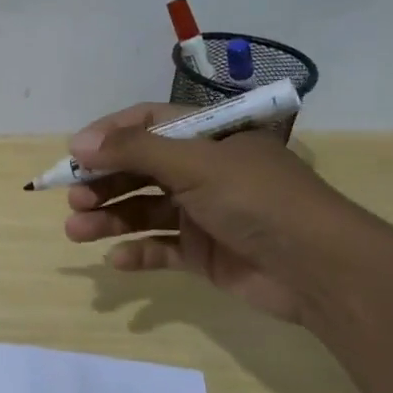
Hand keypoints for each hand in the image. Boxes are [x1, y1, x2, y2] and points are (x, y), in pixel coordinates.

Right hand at [62, 104, 374, 322]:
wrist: (319, 268)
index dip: (108, 136)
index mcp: (208, 137)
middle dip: (104, 182)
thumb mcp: (195, 164)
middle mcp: (203, 170)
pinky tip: (117, 260)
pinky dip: (137, 252)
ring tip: (76, 231)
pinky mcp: (203, 252)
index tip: (73, 155)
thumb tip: (78, 144)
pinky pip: (160, 248)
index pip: (147, 124)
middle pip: (139, 169)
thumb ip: (135, 152)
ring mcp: (203, 212)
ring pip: (143, 210)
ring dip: (109, 218)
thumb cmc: (257, 199)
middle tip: (74, 199)